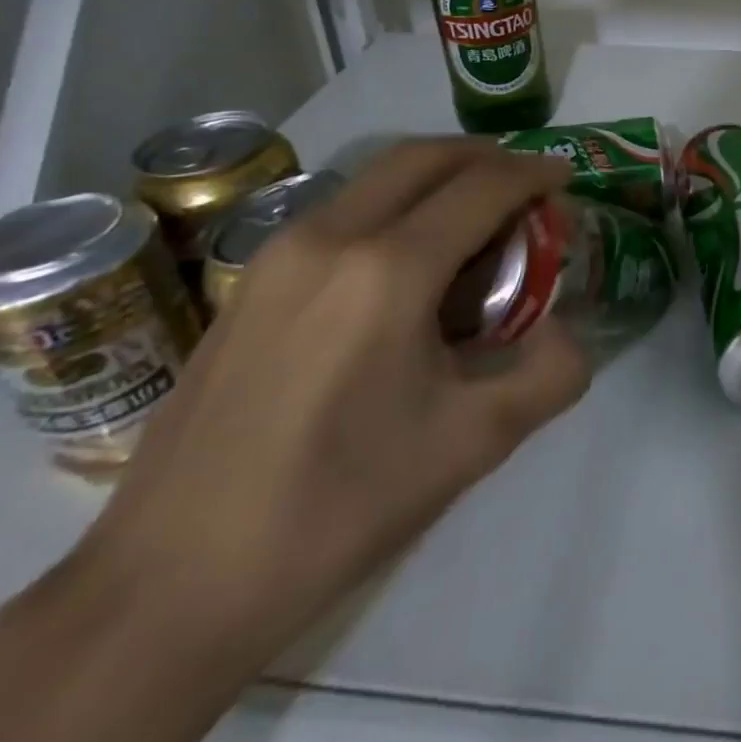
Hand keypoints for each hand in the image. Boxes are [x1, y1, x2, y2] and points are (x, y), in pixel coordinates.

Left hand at [76, 139, 589, 648]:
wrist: (172, 584)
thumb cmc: (338, 507)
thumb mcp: (473, 444)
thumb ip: (549, 376)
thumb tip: (567, 335)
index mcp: (389, 270)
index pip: (482, 187)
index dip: (534, 173)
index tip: (567, 177)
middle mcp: (331, 237)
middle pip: (425, 157)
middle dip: (487, 157)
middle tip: (528, 185)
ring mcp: (279, 254)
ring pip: (378, 179)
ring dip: (439, 178)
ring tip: (477, 221)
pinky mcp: (250, 282)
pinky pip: (342, 212)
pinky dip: (395, 207)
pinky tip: (409, 265)